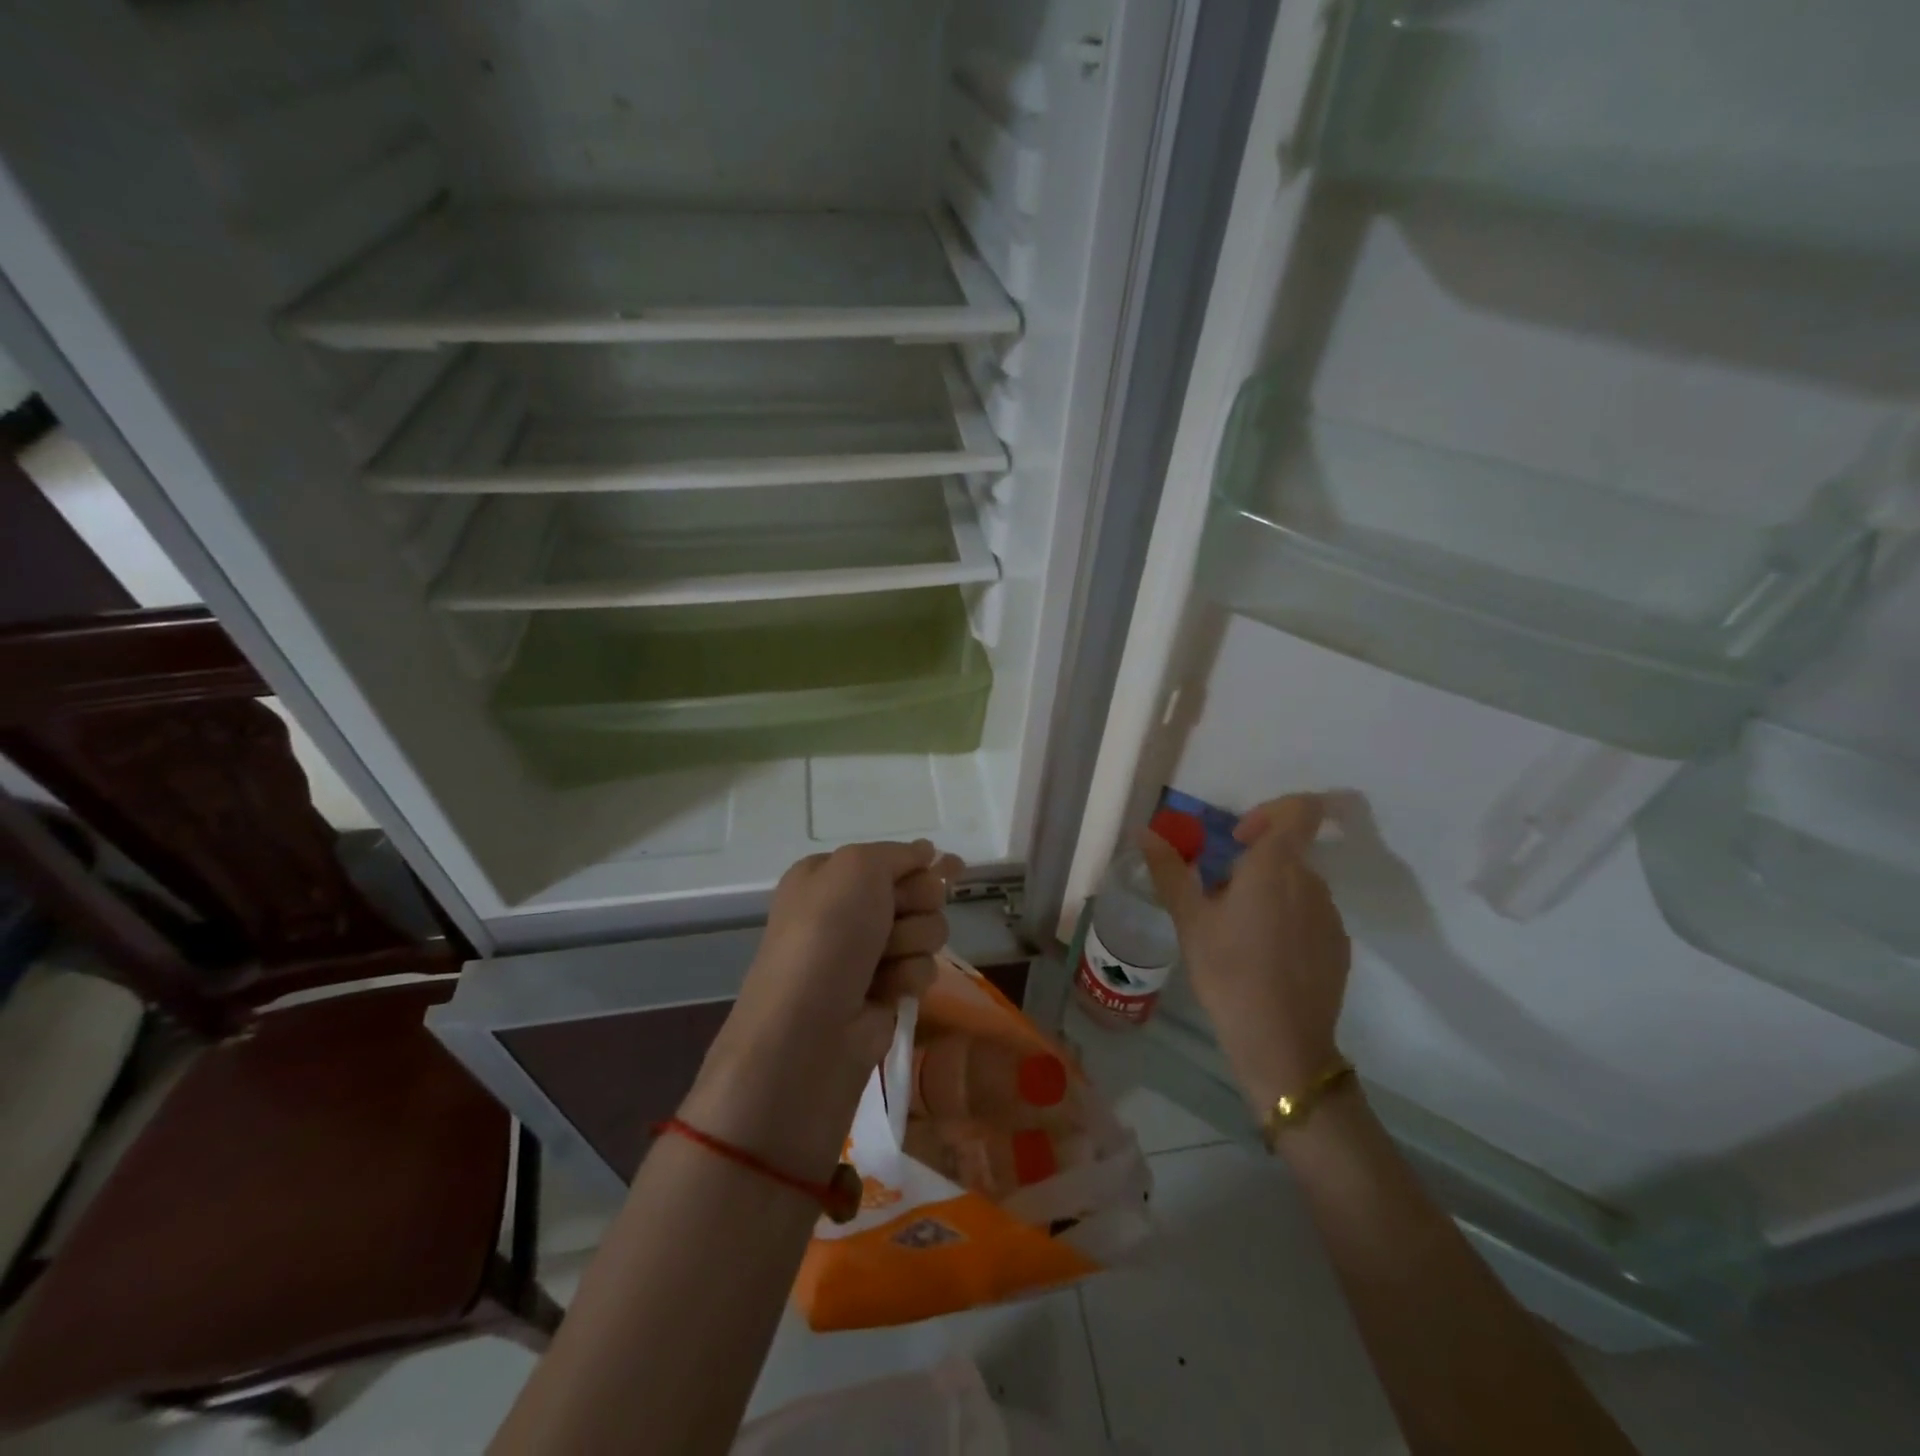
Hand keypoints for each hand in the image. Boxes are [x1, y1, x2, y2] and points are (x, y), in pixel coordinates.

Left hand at [682, 841, 961, 1175]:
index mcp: (830, 876)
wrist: (808, 1029)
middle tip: (894, 917)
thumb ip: (897, 853)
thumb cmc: (827, 934)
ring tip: (883, 961)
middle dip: (916, 903)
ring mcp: (867, 954)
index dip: (920, 864)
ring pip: (927, 930)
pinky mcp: (885, 992)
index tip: (949, 867)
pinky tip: (885, 991)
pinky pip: (922, 969)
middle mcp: (848, 911)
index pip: (893, 858)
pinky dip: (908, 976)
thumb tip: (927, 851)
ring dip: (912, 942)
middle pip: (918, 892)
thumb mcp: (857, 867)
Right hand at [1139, 795, 1350, 1115]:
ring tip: (1236, 935)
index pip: (1301, 809)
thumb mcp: (1189, 920)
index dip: (1271, 810)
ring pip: (1296, 885)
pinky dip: (1285, 921)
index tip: (1238, 838)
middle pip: (1288, 851)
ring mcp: (1330, 916)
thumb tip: (1145, 831)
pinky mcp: (1338, 946)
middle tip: (1217, 900)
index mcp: (1276, 866)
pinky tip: (1262, 959)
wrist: (1282, 1043)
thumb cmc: (1228, 971)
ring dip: (1268, 894)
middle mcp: (1311, 882)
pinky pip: (1309, 915)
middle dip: (1252, 864)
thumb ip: (1169, 870)